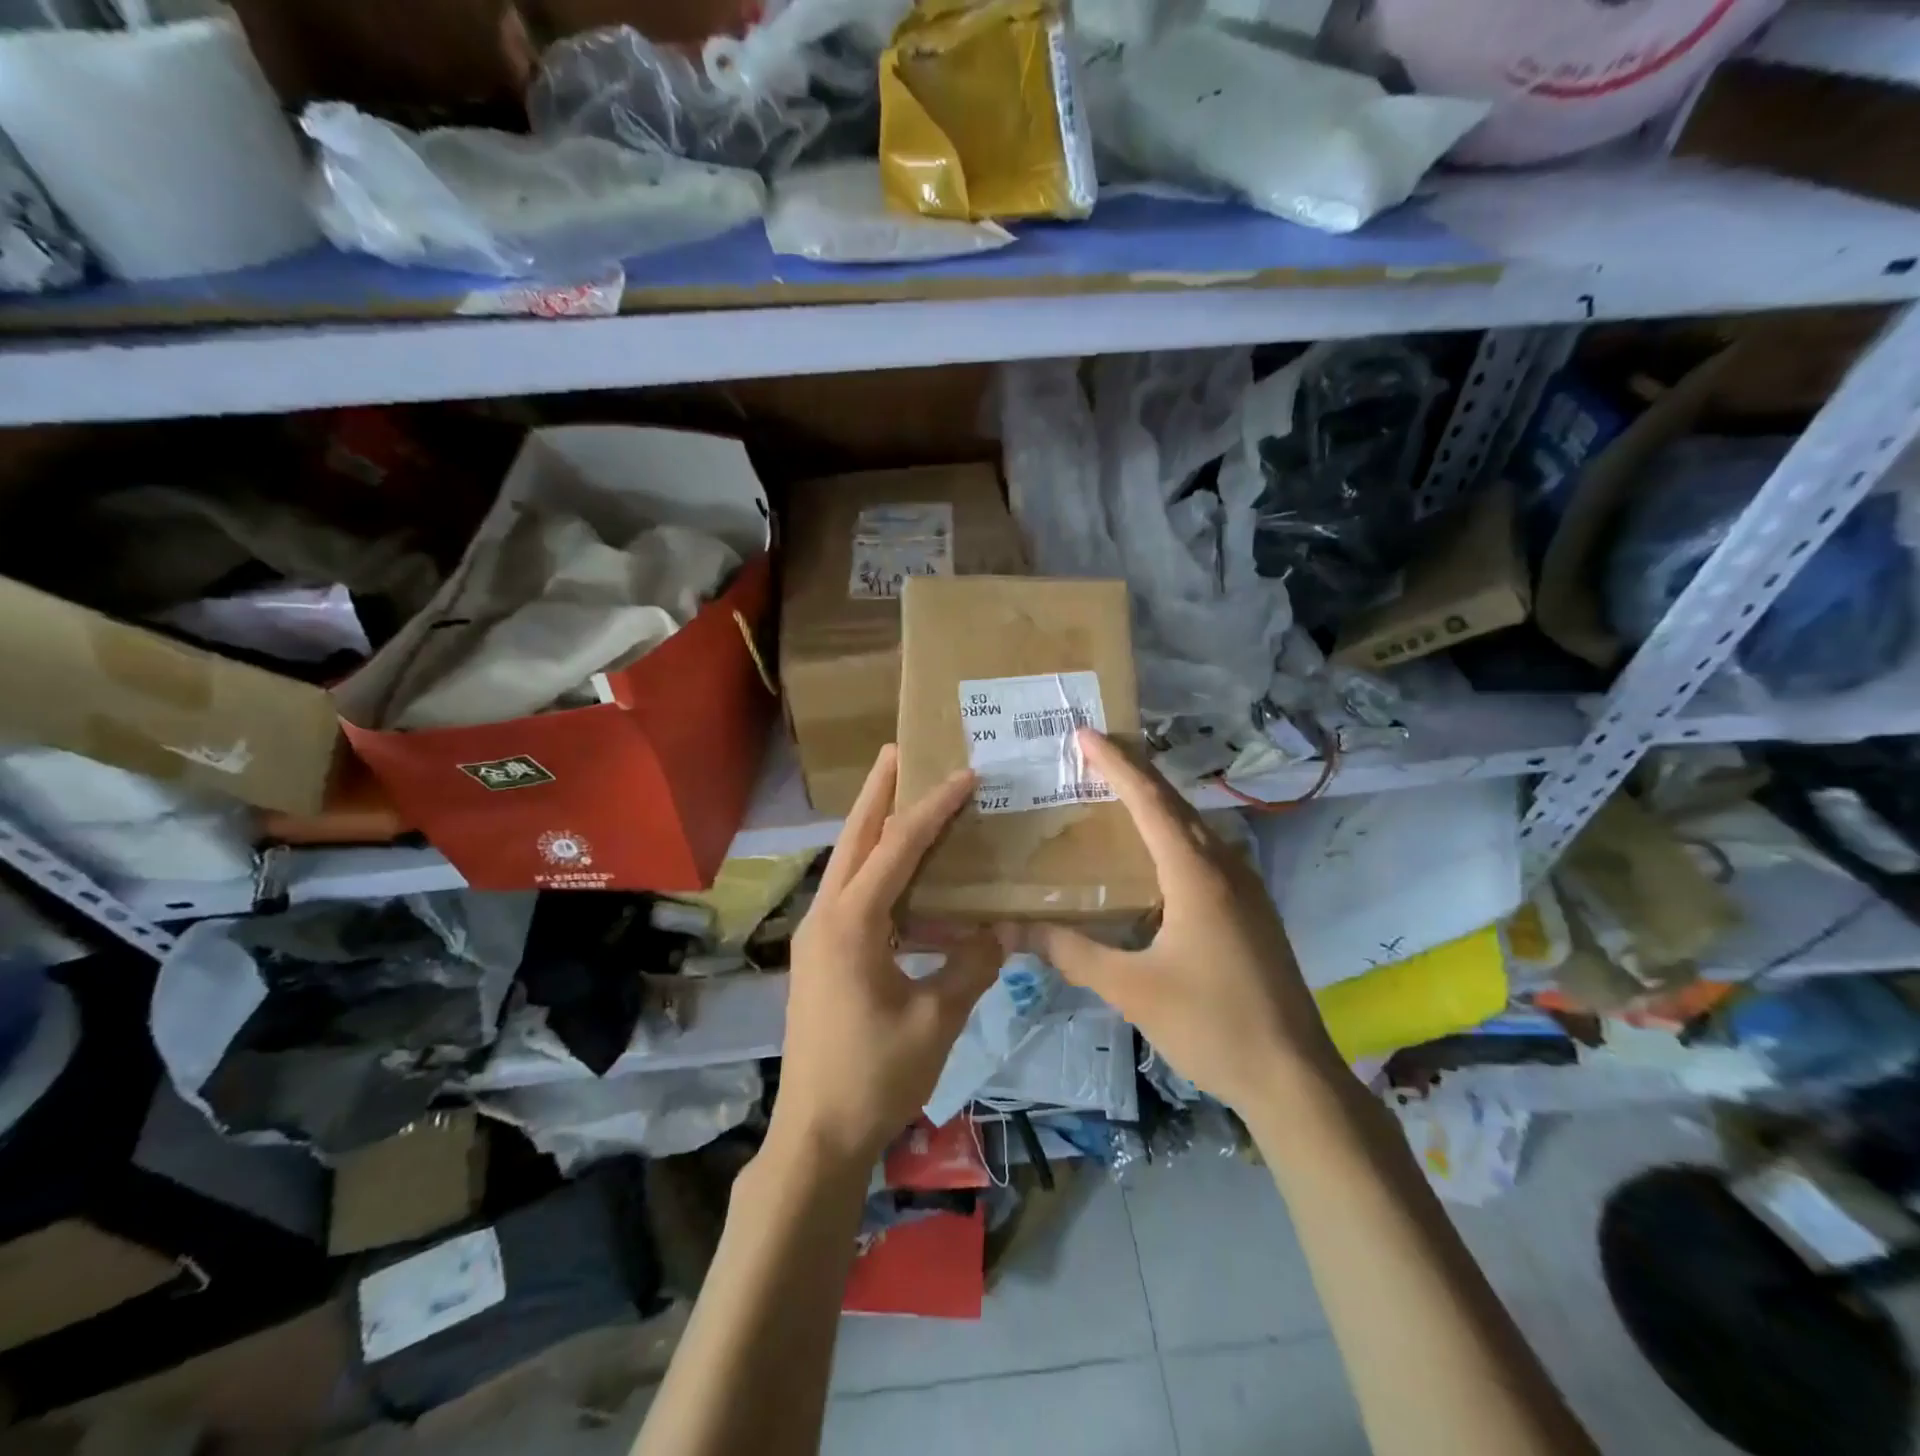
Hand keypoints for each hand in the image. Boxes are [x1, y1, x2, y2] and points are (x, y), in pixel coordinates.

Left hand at [770, 745, 1001, 1172]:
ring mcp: (817, 937)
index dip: (932, 809)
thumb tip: (1002, 929)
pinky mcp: (820, 957)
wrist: (816, 1135)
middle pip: (853, 838)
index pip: (896, 848)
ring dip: (872, 828)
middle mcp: (825, 917)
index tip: (964, 776)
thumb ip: (972, 966)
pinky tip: (902, 878)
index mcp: (851, 923)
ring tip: (901, 799)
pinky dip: (874, 871)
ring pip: (847, 865)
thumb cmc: (875, 1075)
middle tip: (896, 752)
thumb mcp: (937, 1019)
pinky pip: (849, 895)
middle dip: (877, 792)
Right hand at [1018, 730, 1340, 1114]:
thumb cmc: (1210, 1025)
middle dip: (1133, 771)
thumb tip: (1011, 929)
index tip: (1085, 734)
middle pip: (1174, 803)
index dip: (1115, 764)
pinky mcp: (1251, 909)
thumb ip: (1071, 953)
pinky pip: (1206, 851)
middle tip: (1093, 750)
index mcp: (1195, 874)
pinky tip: (1154, 852)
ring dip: (1156, 802)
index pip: (1149, 802)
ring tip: (1115, 791)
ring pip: (1194, 826)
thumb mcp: (1131, 989)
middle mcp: (1225, 866)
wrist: (1294, 1075)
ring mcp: (1245, 886)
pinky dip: (1173, 833)